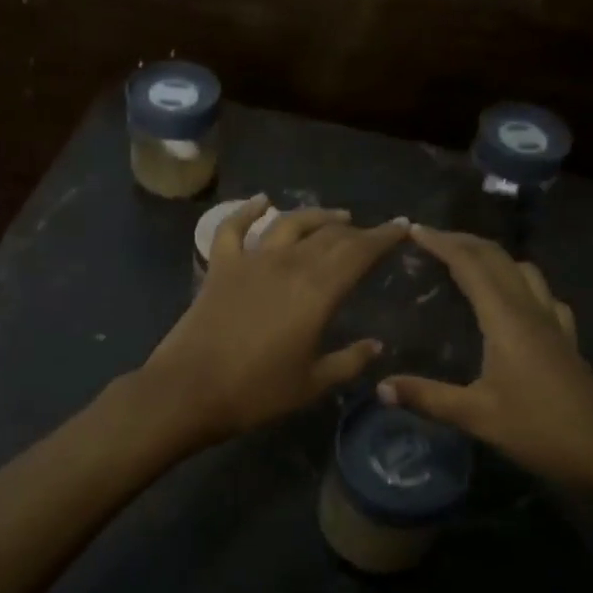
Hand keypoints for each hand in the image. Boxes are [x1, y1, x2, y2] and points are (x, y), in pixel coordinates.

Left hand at [142, 196, 408, 442]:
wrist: (189, 390)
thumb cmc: (256, 392)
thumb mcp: (312, 383)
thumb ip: (349, 361)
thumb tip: (377, 345)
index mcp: (317, 292)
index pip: (359, 253)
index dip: (384, 237)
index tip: (402, 227)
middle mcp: (288, 264)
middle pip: (329, 236)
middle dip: (356, 231)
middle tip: (372, 234)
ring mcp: (251, 261)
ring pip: (290, 224)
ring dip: (316, 216)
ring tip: (337, 216)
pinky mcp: (221, 266)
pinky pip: (234, 227)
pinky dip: (248, 210)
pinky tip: (263, 200)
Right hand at [377, 226, 592, 486]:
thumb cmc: (538, 429)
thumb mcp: (476, 415)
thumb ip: (427, 397)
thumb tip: (380, 387)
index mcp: (506, 319)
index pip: (470, 265)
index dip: (441, 243)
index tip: (413, 230)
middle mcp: (531, 310)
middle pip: (497, 258)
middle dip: (463, 241)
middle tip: (431, 239)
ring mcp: (554, 322)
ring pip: (523, 270)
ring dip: (493, 257)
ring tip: (467, 263)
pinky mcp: (566, 339)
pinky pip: (543, 295)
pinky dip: (520, 282)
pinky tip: (515, 299)